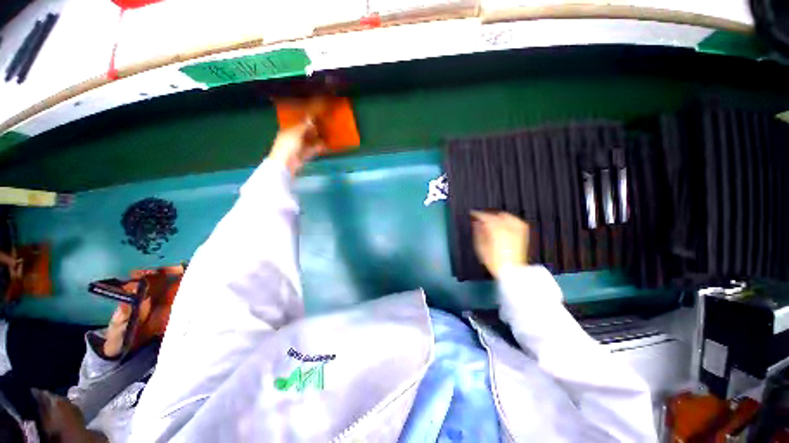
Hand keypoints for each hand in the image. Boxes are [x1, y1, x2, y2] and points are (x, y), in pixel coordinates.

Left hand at [267, 122, 325, 175]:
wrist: (286, 163)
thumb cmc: (288, 145)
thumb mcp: (296, 133)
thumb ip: (304, 126)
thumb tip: (311, 119)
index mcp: (287, 131)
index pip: (297, 125)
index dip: (306, 122)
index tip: (315, 120)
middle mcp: (292, 139)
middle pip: (303, 134)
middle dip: (312, 131)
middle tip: (322, 128)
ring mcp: (298, 148)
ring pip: (308, 142)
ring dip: (316, 140)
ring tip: (325, 136)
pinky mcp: (303, 156)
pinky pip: (311, 150)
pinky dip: (317, 148)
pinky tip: (324, 145)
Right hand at [471, 211, 528, 278]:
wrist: (511, 270)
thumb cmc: (494, 261)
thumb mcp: (481, 247)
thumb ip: (478, 233)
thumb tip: (476, 223)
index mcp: (495, 230)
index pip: (485, 217)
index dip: (477, 214)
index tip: (472, 214)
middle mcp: (507, 227)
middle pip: (494, 216)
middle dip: (486, 216)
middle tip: (480, 219)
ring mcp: (516, 229)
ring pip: (505, 216)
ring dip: (496, 217)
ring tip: (491, 221)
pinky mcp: (522, 233)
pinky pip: (515, 220)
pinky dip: (509, 219)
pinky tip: (504, 223)